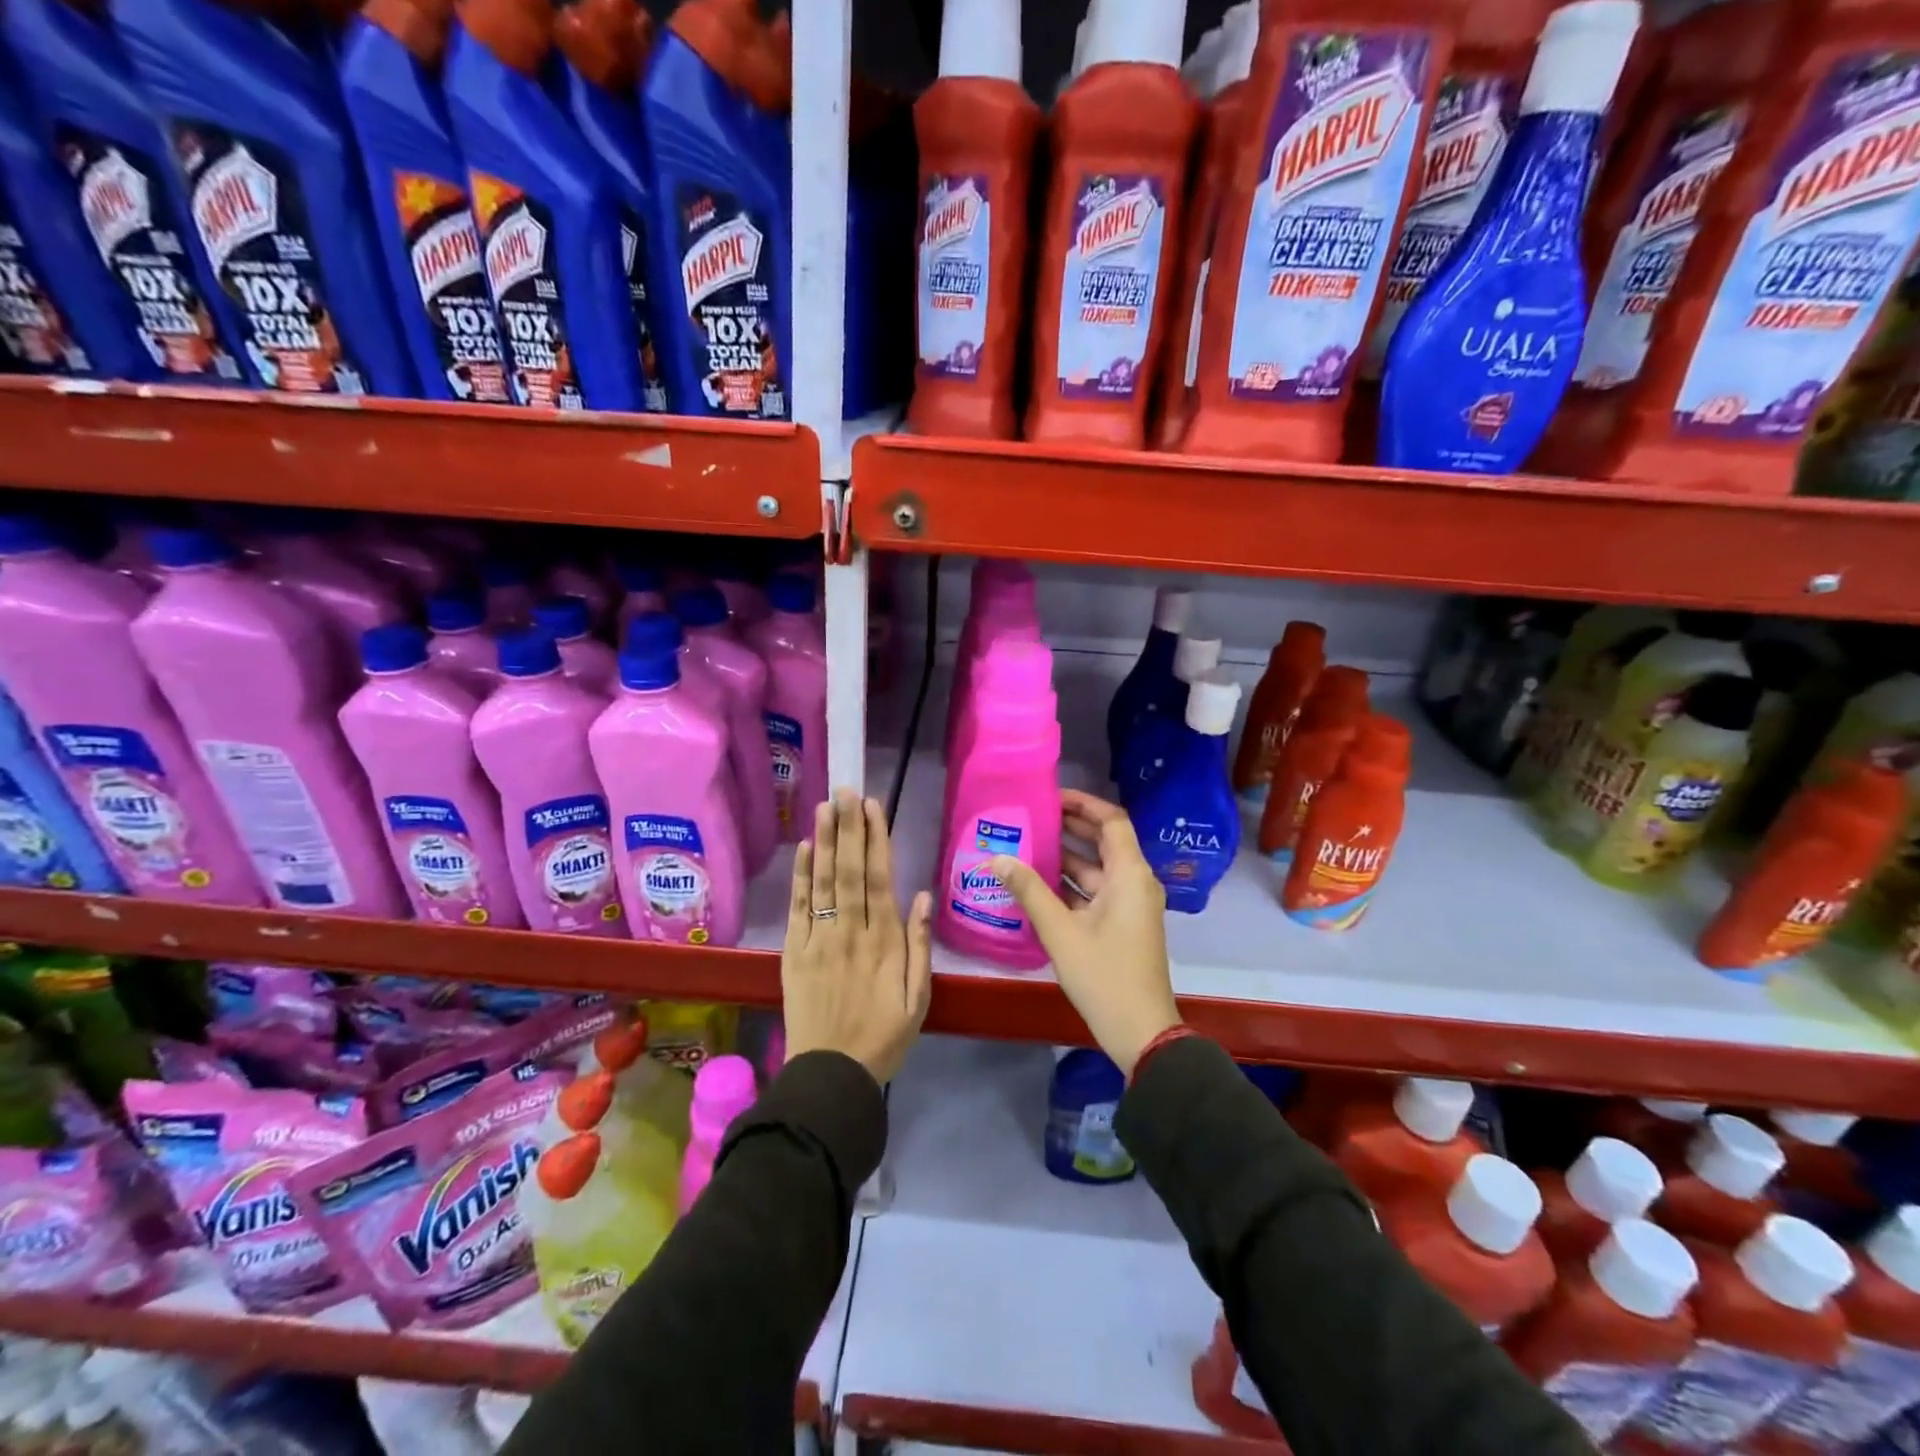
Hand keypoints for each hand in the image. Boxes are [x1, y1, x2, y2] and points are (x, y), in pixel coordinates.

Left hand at [782, 789, 932, 1084]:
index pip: (880, 879)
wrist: (831, 1075)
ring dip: (823, 841)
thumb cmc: (884, 1037)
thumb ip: (920, 947)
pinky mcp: (794, 953)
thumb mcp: (919, 999)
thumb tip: (923, 896)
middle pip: (849, 871)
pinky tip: (802, 849)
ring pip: (822, 882)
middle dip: (848, 828)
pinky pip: (798, 908)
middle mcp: (851, 932)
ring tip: (823, 806)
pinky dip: (800, 877)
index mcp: (885, 942)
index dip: (876, 840)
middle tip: (845, 791)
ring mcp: (819, 941)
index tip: (872, 807)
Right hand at [988, 790, 1179, 1076]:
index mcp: (1130, 875)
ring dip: (1067, 856)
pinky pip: (1096, 891)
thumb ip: (1029, 891)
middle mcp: (1135, 882)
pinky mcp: (1123, 924)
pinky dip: (1071, 884)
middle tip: (1032, 816)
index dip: (1084, 804)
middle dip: (1071, 826)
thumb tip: (997, 859)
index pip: (1112, 821)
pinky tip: (1037, 883)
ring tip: (1026, 844)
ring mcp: (1130, 905)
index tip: (1051, 796)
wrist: (1140, 1031)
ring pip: (1097, 868)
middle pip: (1104, 841)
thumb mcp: (1061, 932)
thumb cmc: (1104, 975)